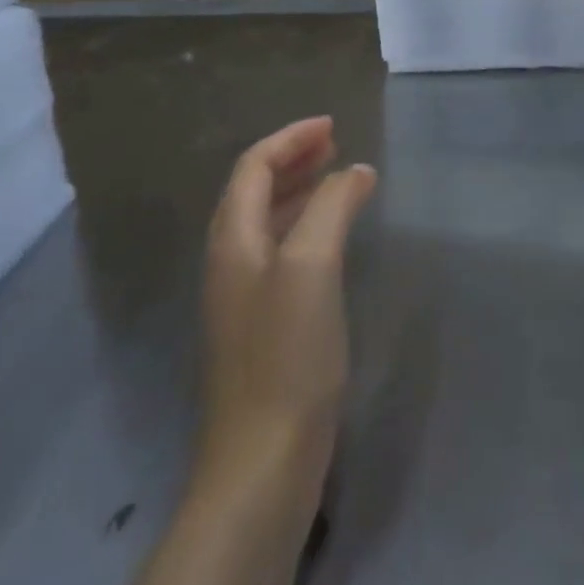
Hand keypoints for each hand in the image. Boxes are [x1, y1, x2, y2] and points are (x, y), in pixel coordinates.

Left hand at [196, 117, 376, 502]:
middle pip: (254, 188)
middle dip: (293, 158)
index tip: (333, 125)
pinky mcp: (260, 322)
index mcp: (232, 238)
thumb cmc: (287, 352)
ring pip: (267, 219)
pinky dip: (305, 225)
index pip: (254, 165)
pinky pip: (281, 249)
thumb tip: (354, 171)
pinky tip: (333, 236)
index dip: (291, 138)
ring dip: (299, 190)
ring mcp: (242, 294)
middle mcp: (230, 258)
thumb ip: (331, 206)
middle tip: (336, 144)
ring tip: (339, 178)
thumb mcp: (313, 264)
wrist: (263, 459)